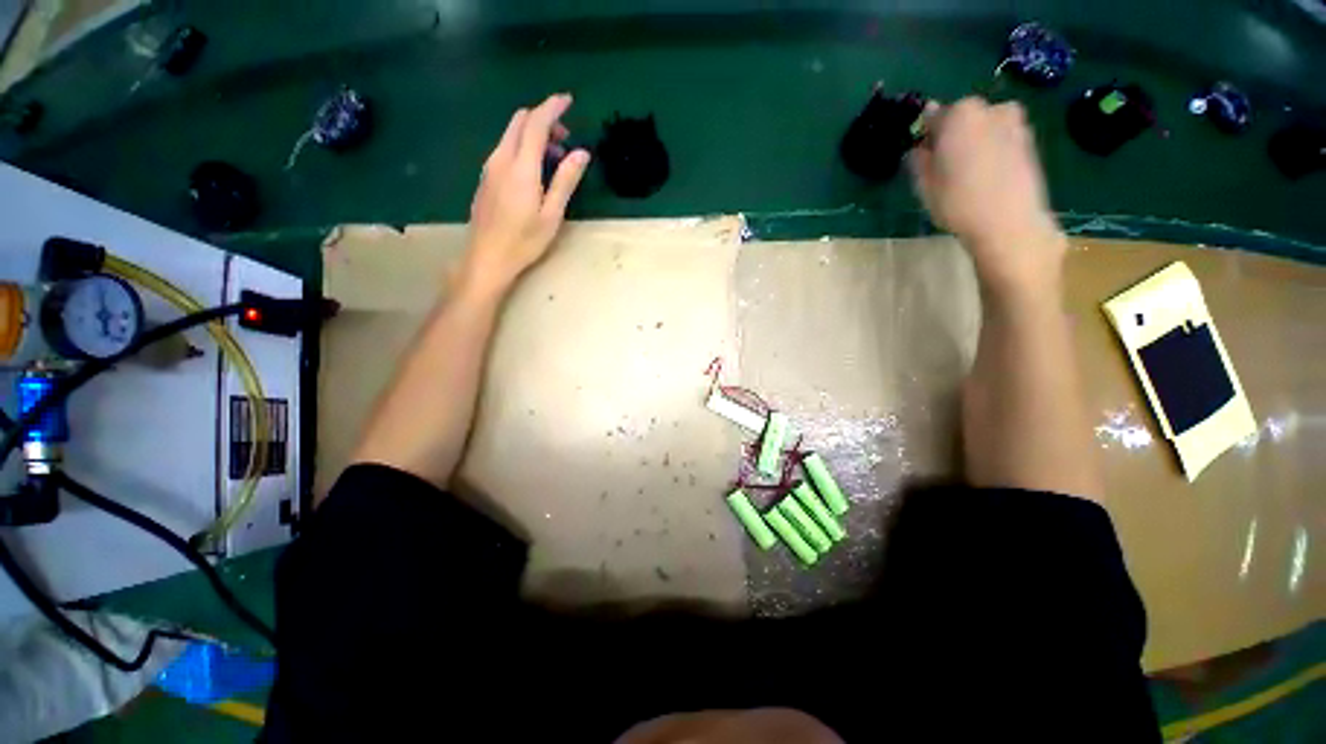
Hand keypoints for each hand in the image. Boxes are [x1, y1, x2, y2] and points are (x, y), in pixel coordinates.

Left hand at [462, 94, 590, 295]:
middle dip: (543, 119)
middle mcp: (501, 159)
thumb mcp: (552, 215)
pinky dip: (522, 147)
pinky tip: (535, 171)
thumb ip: (565, 181)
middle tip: (565, 137)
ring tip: (555, 158)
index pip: (536, 124)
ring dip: (533, 134)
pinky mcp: (486, 177)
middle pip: (519, 122)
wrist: (487, 257)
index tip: (568, 100)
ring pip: (511, 134)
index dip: (552, 108)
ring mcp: (490, 167)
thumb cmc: (524, 241)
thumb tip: (581, 153)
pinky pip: (505, 149)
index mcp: (521, 167)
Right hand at [910, 97, 1065, 295]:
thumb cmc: (957, 202)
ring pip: (984, 127)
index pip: (934, 116)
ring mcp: (1015, 122)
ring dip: (974, 143)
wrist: (1008, 223)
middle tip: (944, 166)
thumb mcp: (924, 184)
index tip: (923, 155)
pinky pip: (1001, 139)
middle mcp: (991, 108)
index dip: (926, 136)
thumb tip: (919, 146)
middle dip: (953, 136)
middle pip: (963, 118)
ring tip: (967, 174)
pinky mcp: (1030, 141)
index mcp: (960, 113)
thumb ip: (919, 157)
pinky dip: (992, 151)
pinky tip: (986, 177)